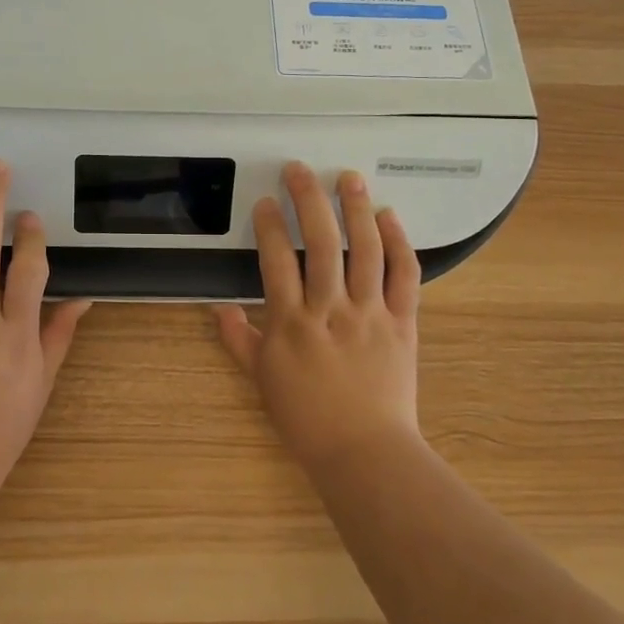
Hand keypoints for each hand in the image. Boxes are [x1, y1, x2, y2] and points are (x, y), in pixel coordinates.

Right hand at [213, 162, 422, 472]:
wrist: (365, 452)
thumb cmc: (307, 419)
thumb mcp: (263, 381)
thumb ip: (239, 341)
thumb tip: (218, 309)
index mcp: (292, 324)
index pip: (277, 261)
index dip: (270, 226)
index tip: (266, 201)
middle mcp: (330, 310)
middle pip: (321, 243)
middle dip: (309, 200)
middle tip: (300, 170)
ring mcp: (370, 313)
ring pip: (365, 250)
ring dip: (356, 209)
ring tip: (348, 178)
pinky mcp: (402, 322)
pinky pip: (405, 275)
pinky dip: (399, 243)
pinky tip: (389, 217)